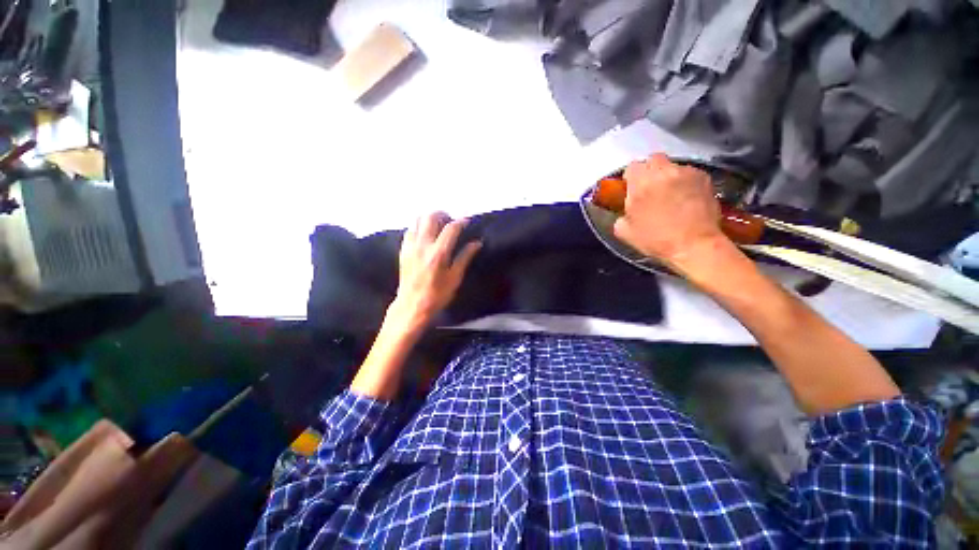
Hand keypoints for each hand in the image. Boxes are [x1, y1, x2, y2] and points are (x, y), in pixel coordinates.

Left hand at [391, 212, 481, 330]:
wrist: (412, 305)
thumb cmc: (437, 295)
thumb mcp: (455, 278)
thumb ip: (465, 257)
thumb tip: (477, 243)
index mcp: (439, 253)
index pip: (451, 228)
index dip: (461, 222)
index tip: (466, 221)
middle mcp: (423, 245)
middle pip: (431, 217)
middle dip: (443, 215)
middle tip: (450, 222)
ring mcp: (411, 246)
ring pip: (418, 220)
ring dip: (429, 219)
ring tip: (438, 227)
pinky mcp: (403, 250)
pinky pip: (410, 230)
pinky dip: (419, 227)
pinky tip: (425, 236)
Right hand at [613, 154, 726, 267]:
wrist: (694, 245)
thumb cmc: (656, 240)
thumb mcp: (625, 232)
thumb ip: (621, 214)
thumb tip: (626, 210)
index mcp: (640, 184)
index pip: (632, 167)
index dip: (630, 178)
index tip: (631, 188)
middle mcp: (663, 172)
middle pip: (653, 159)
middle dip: (650, 171)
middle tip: (650, 188)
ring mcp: (686, 173)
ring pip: (672, 166)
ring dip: (668, 176)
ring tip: (670, 193)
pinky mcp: (704, 178)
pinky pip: (689, 173)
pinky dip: (685, 181)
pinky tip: (686, 197)